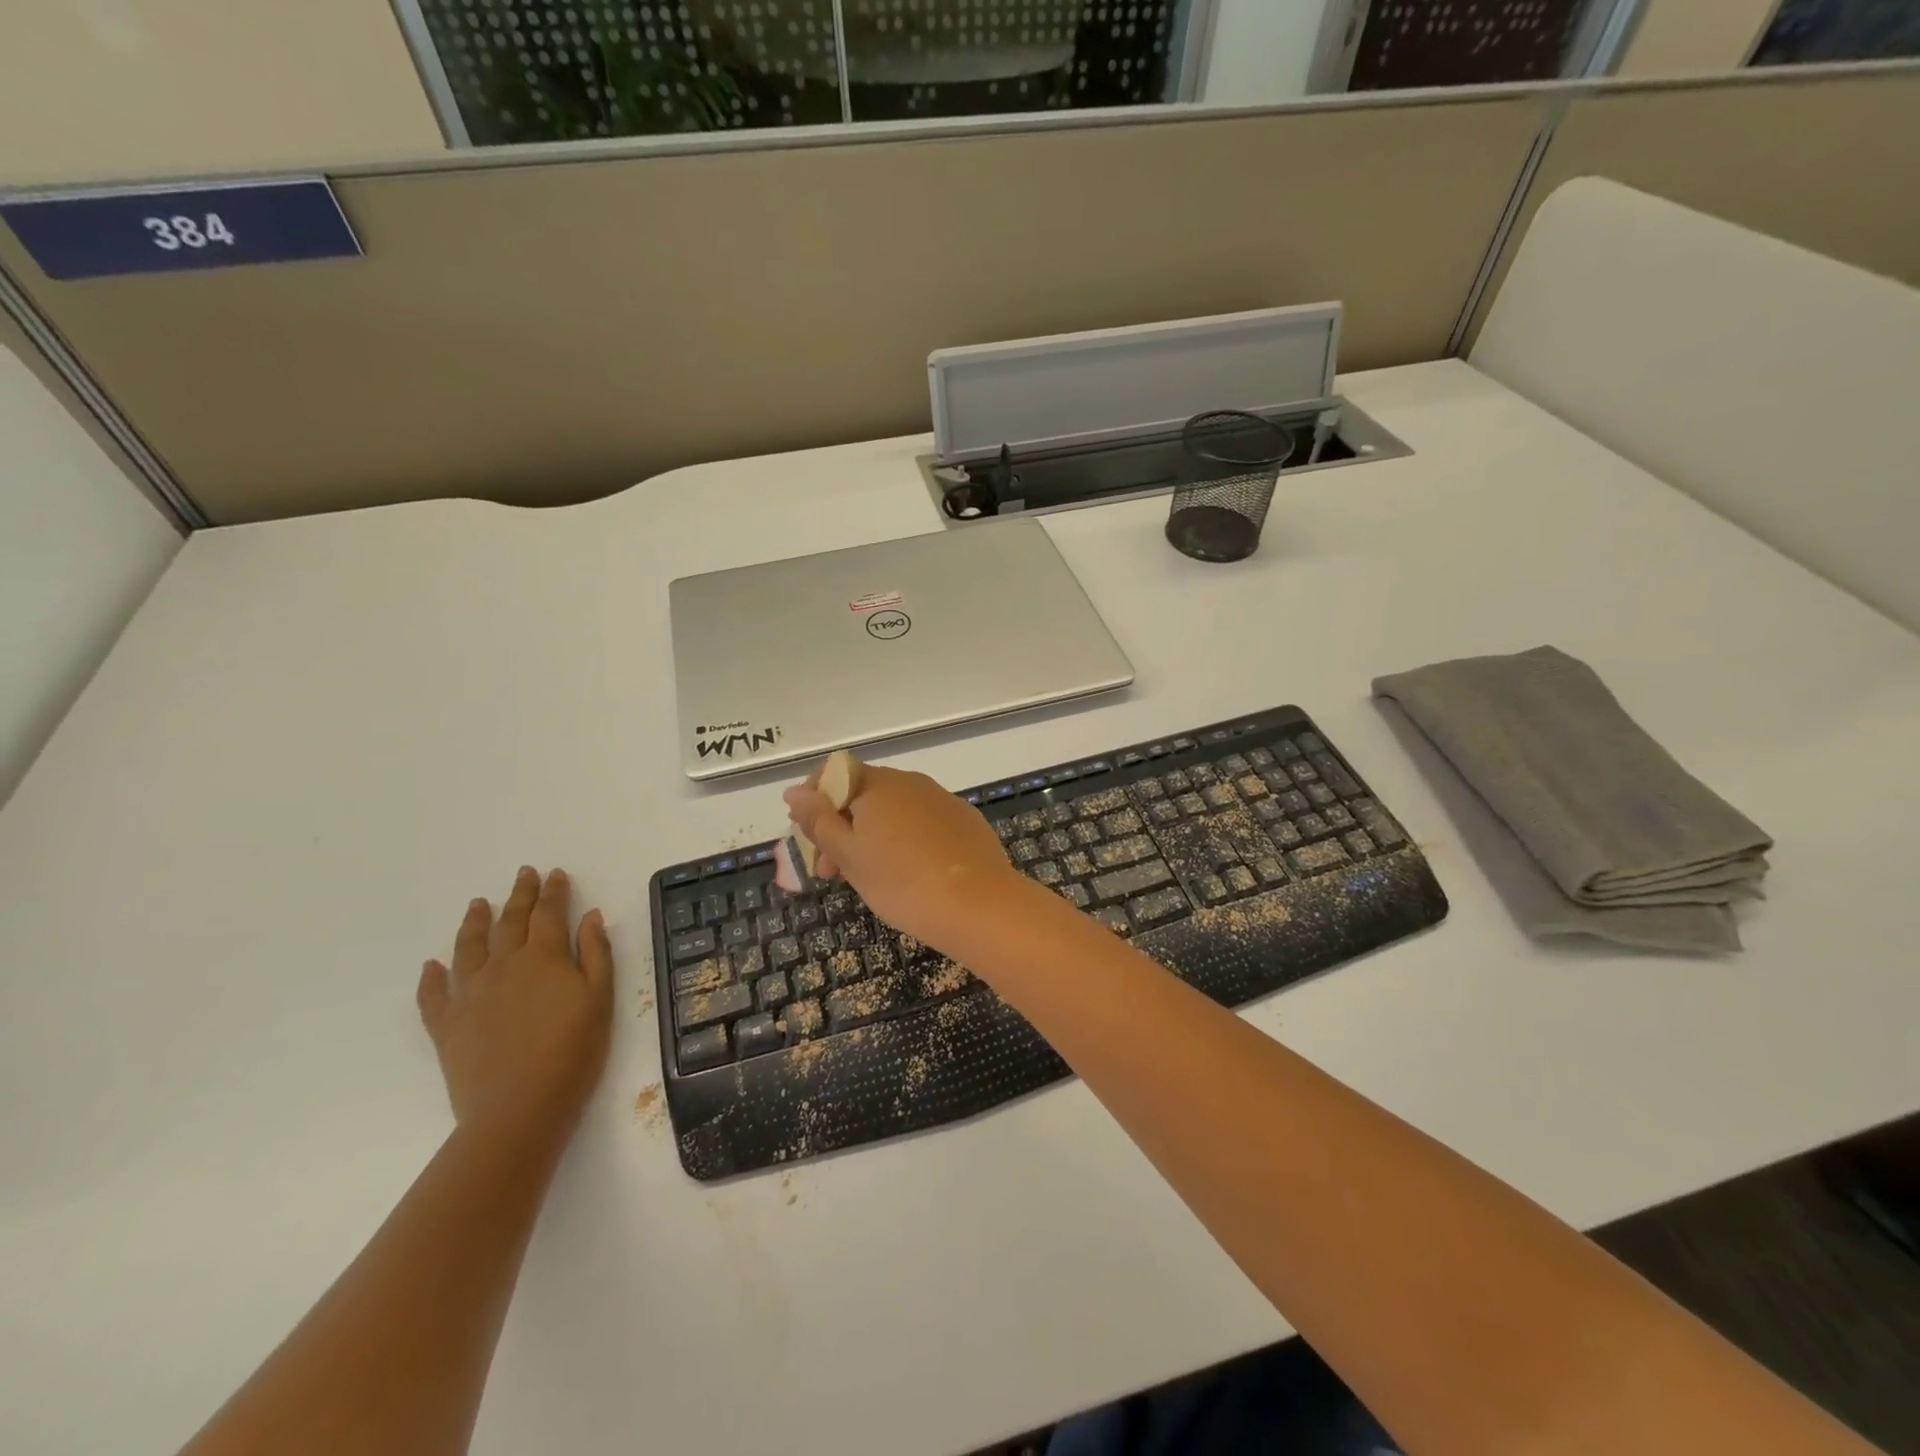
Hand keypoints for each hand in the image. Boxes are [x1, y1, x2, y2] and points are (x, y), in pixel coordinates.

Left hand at [416, 866, 613, 1142]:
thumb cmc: (573, 1051)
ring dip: (475, 922)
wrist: (518, 1109)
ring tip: (478, 903)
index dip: (554, 892)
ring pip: (470, 948)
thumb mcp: (600, 999)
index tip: (555, 874)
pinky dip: (432, 977)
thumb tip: (590, 916)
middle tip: (523, 874)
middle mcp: (504, 966)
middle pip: (511, 922)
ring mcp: (470, 995)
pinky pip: (434, 995)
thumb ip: (596, 953)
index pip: (549, 914)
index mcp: (544, 958)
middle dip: (519, 895)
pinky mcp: (446, 1026)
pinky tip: (432, 965)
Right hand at [784, 765, 1019, 949]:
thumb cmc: (902, 882)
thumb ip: (819, 821)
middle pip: (864, 795)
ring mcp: (942, 800)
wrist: (980, 906)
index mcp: (878, 784)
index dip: (815, 801)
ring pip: (894, 811)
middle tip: (830, 872)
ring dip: (871, 837)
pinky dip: (905, 841)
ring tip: (868, 879)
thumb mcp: (849, 856)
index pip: (835, 774)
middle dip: (840, 827)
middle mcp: (911, 782)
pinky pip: (922, 823)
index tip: (809, 838)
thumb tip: (794, 791)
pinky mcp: (965, 821)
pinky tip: (910, 874)